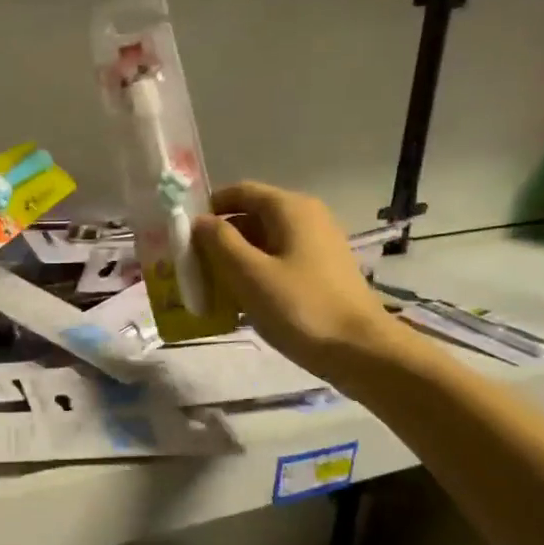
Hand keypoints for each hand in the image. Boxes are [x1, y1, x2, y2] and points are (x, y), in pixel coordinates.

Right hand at [194, 182, 400, 384]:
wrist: (361, 351)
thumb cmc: (300, 307)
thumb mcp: (249, 274)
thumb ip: (219, 242)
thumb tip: (199, 221)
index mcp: (290, 208)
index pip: (238, 192)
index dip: (208, 209)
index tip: (182, 235)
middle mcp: (306, 217)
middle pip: (249, 217)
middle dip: (217, 239)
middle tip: (191, 267)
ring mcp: (316, 245)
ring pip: (262, 243)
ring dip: (233, 261)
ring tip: (209, 289)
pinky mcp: (320, 272)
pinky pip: (277, 262)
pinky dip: (254, 275)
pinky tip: (238, 303)